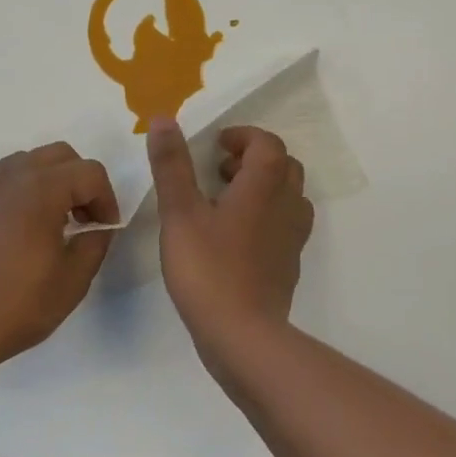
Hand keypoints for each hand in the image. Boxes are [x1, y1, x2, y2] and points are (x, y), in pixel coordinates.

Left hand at [0, 142, 118, 372]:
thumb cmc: (18, 305)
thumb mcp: (74, 279)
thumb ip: (96, 241)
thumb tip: (96, 226)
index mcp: (41, 189)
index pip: (90, 173)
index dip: (106, 199)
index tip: (104, 230)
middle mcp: (11, 175)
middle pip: (60, 155)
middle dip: (80, 182)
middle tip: (83, 220)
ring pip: (29, 162)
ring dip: (50, 182)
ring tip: (50, 223)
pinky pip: (2, 179)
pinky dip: (20, 191)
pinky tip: (18, 230)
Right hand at [146, 119, 312, 359]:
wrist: (243, 337)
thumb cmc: (208, 268)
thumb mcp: (180, 212)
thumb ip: (172, 165)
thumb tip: (164, 119)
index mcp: (263, 186)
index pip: (267, 143)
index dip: (243, 137)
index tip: (216, 146)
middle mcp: (286, 206)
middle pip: (283, 166)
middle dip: (253, 159)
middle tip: (220, 170)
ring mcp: (291, 238)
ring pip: (288, 196)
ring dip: (262, 187)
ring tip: (225, 201)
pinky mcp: (288, 265)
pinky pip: (285, 225)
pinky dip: (265, 216)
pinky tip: (234, 236)